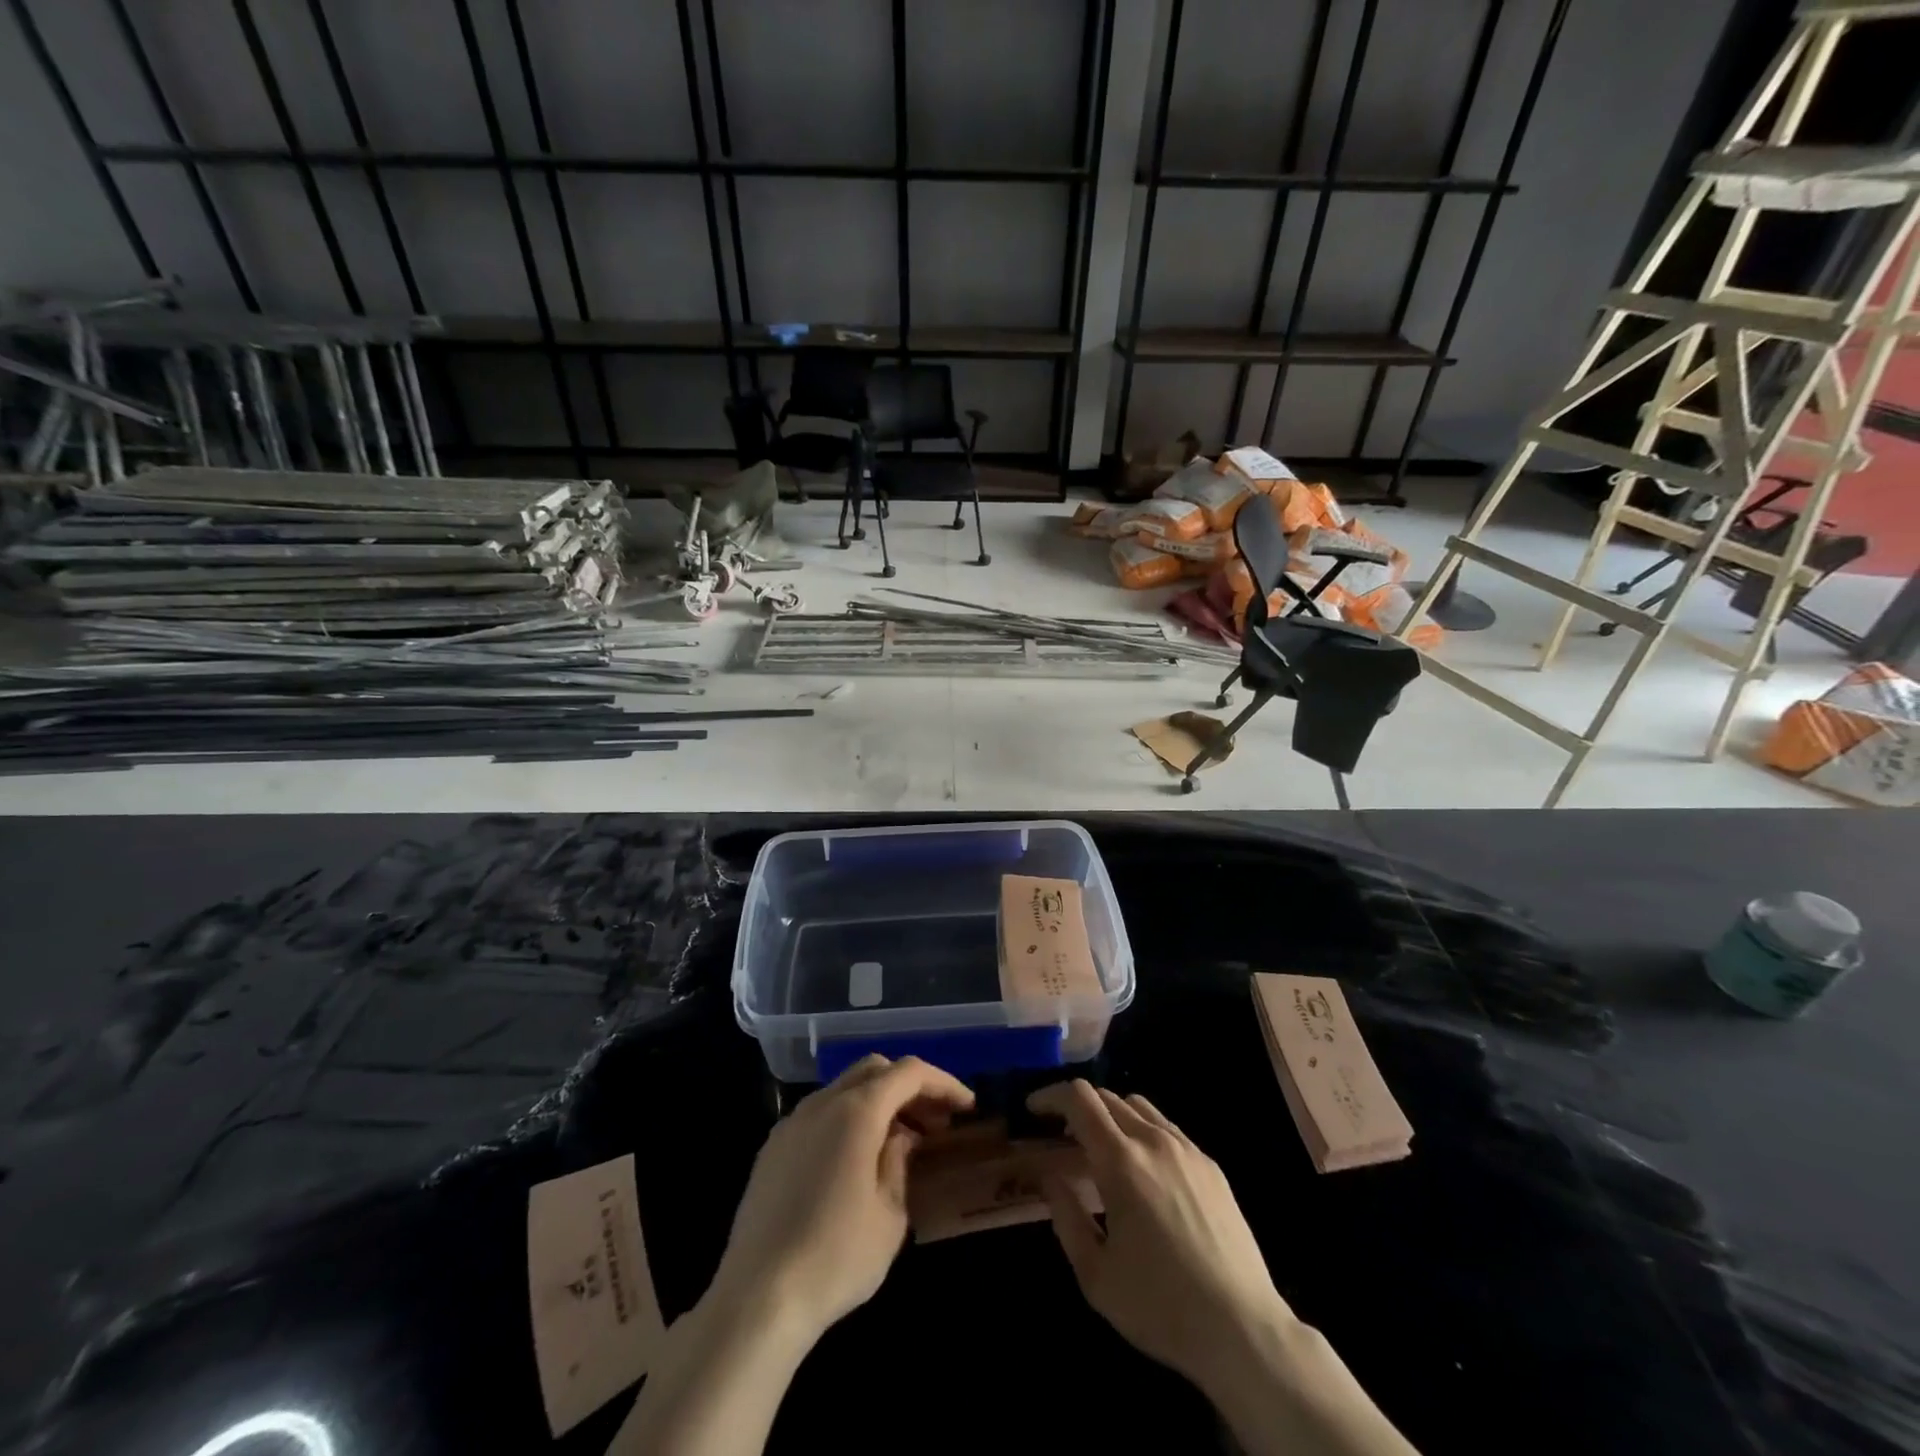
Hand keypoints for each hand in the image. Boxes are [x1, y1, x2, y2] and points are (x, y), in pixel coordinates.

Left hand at [709, 1055, 974, 1344]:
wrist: (756, 1299)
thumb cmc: (836, 1257)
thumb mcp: (890, 1215)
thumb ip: (900, 1163)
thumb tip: (900, 1139)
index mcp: (856, 1110)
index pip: (908, 1073)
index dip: (943, 1083)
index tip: (966, 1106)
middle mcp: (821, 1103)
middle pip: (874, 1070)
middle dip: (910, 1088)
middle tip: (935, 1123)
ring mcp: (791, 1124)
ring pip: (844, 1089)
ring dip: (878, 1103)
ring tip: (900, 1142)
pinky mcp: (772, 1150)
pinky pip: (820, 1115)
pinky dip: (848, 1120)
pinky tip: (856, 1161)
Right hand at [1027, 1079, 1293, 1387]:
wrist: (1243, 1330)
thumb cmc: (1160, 1307)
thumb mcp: (1096, 1275)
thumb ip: (1066, 1217)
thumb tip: (1050, 1177)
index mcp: (1121, 1161)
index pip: (1079, 1099)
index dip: (1050, 1095)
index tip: (1033, 1110)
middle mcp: (1154, 1141)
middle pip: (1107, 1097)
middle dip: (1077, 1108)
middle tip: (1061, 1137)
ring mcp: (1187, 1150)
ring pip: (1138, 1106)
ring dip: (1111, 1116)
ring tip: (1101, 1150)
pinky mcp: (1210, 1165)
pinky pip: (1166, 1128)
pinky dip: (1142, 1131)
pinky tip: (1143, 1171)